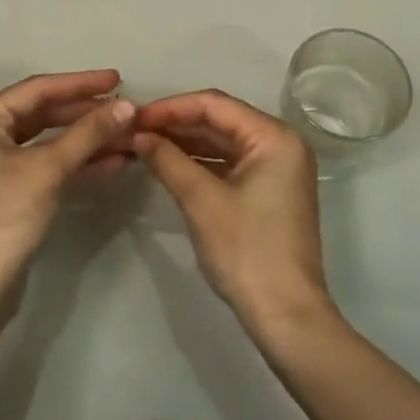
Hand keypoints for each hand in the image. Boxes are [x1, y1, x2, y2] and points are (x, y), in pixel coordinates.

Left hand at [0, 70, 135, 320]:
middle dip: (87, 114)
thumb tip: (128, 105)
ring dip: (88, 139)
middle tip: (127, 111)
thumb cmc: (4, 216)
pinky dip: (79, 163)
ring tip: (129, 137)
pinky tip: (115, 162)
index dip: (80, 84)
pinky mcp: (13, 192)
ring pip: (51, 142)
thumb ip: (88, 133)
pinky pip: (50, 166)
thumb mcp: (48, 168)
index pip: (37, 90)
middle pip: (44, 114)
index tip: (118, 79)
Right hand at [133, 90, 330, 332]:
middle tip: (133, 130)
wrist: (285, 315)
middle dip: (176, 124)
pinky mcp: (268, 191)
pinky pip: (229, 164)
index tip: (134, 116)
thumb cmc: (247, 251)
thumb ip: (168, 160)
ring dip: (185, 143)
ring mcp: (276, 169)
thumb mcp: (202, 201)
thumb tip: (138, 135)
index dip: (171, 108)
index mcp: (274, 137)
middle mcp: (280, 144)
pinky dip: (200, 163)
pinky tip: (168, 165)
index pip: (215, 105)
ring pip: (223, 143)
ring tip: (143, 145)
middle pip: (221, 121)